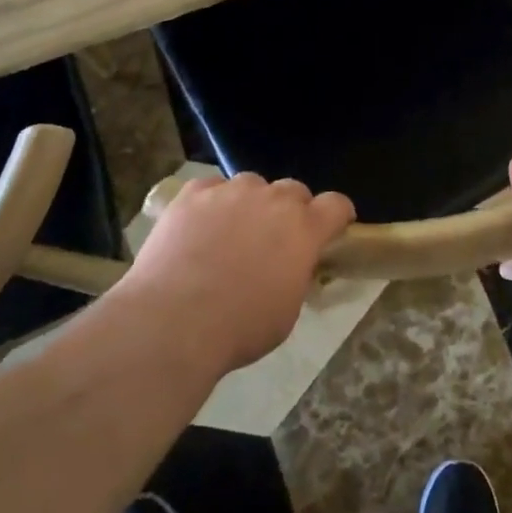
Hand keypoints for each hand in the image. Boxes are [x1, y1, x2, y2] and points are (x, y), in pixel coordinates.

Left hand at [123, 173, 355, 372]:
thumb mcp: (287, 311)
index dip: (337, 215)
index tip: (333, 228)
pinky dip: (211, 202)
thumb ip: (296, 276)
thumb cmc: (239, 328)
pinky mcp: (193, 194)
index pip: (336, 205)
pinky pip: (211, 188)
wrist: (174, 321)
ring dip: (250, 203)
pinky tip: (199, 227)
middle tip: (275, 238)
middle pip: (293, 190)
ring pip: (251, 184)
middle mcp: (272, 200)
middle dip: (291, 210)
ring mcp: (230, 192)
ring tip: (231, 231)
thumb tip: (291, 267)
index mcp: (304, 229)